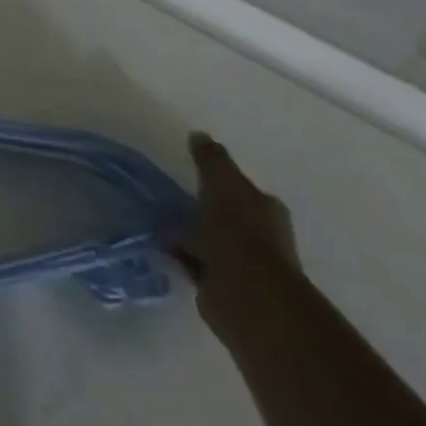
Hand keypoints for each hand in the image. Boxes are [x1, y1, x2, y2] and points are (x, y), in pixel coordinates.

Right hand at [171, 132, 301, 338]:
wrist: (244, 291)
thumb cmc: (236, 231)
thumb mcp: (221, 183)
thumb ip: (211, 159)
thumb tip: (199, 135)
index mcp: (266, 208)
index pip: (242, 190)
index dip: (219, 184)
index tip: (192, 179)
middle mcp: (262, 235)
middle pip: (227, 215)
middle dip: (203, 210)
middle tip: (171, 202)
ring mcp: (246, 264)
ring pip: (211, 240)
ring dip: (190, 235)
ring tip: (159, 225)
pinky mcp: (226, 286)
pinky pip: (198, 263)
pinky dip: (183, 256)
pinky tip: (163, 249)